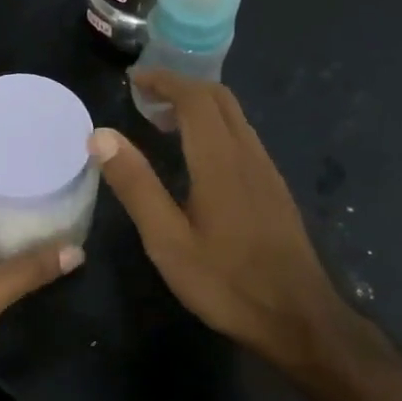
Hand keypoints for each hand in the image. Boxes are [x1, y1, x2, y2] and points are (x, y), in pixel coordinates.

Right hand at [91, 71, 369, 375]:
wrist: (300, 320)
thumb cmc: (226, 282)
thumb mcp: (167, 240)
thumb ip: (136, 184)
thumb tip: (101, 135)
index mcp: (220, 160)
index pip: (194, 98)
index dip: (163, 81)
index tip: (133, 80)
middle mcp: (248, 154)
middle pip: (219, 98)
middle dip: (181, 86)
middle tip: (144, 98)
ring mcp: (266, 171)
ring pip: (234, 117)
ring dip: (198, 106)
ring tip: (161, 122)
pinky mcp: (274, 189)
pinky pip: (242, 137)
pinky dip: (213, 127)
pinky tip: (196, 157)